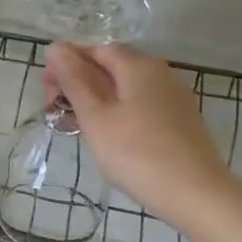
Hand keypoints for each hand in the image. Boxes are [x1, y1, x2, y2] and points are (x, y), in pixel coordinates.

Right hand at [44, 43, 231, 220]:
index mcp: (138, 66)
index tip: (46, 89)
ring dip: (97, 99)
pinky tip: (108, 136)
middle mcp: (160, 73)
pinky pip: (141, 105)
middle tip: (56, 109)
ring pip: (126, 88)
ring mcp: (174, 98)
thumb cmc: (136, 153)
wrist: (195, 194)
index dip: (67, 62)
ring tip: (76, 125)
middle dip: (80, 81)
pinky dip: (118, 113)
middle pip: (112, 66)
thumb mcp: (96, 117)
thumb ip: (74, 80)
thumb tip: (56, 47)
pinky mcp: (180, 121)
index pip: (97, 49)